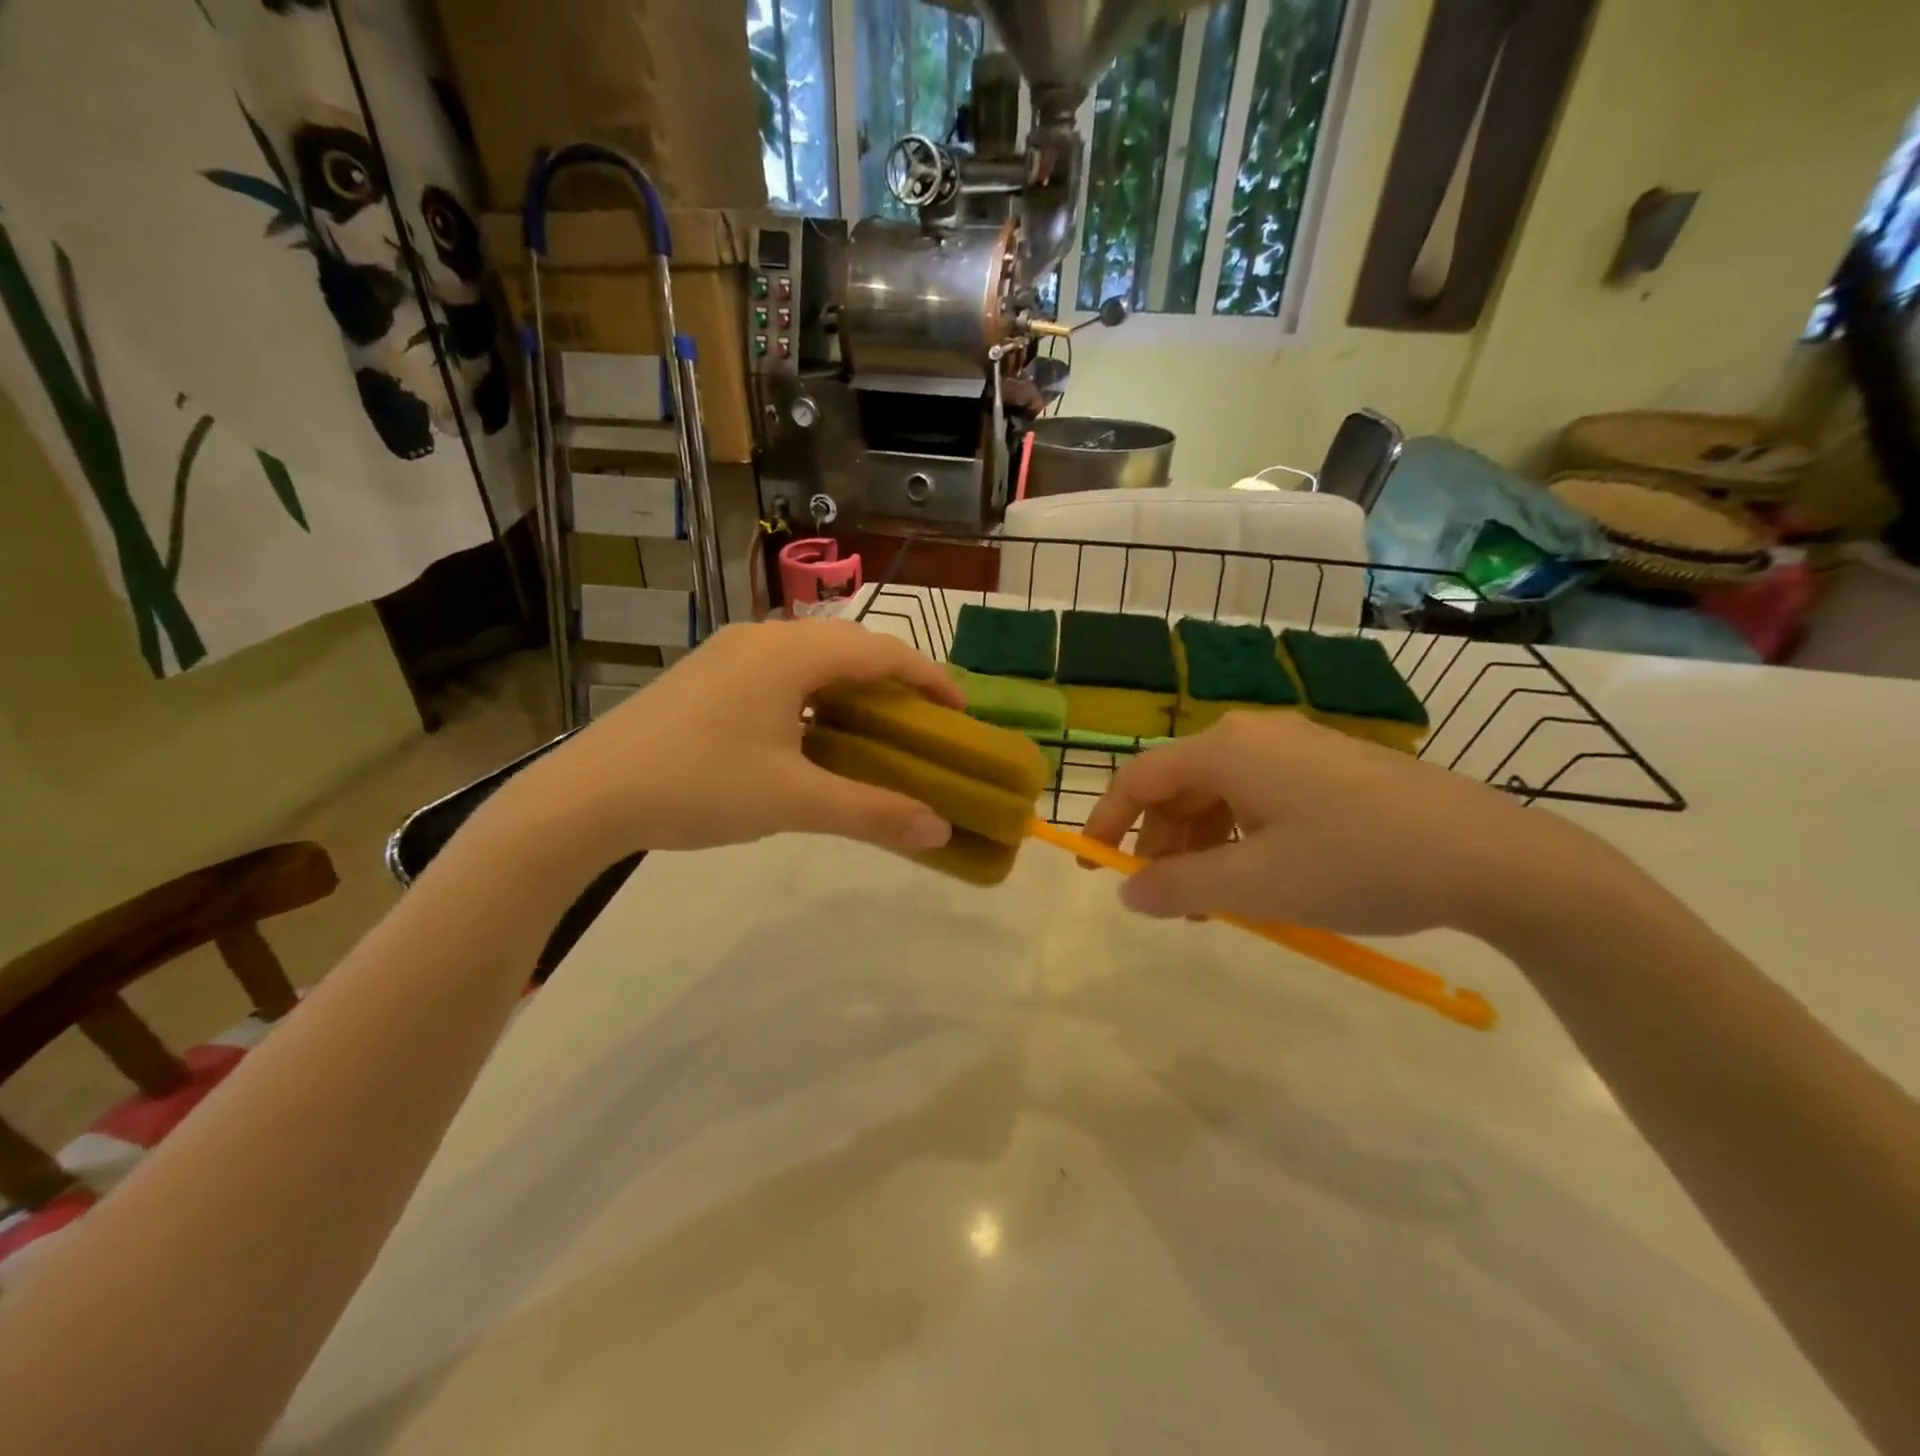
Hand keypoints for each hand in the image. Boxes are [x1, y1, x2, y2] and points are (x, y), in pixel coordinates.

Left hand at [514, 619, 962, 856]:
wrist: (586, 796)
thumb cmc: (698, 786)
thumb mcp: (794, 801)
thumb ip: (873, 813)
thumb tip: (940, 832)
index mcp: (788, 654)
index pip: (879, 650)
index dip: (927, 676)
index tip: (958, 710)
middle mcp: (759, 640)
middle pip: (846, 647)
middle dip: (891, 680)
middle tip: (920, 722)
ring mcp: (726, 655)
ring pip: (808, 659)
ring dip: (849, 687)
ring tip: (872, 728)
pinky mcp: (703, 677)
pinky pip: (777, 673)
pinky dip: (812, 696)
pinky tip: (810, 735)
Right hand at [1081, 711, 1594, 938]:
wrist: (1489, 856)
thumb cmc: (1356, 864)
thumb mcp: (1255, 885)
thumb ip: (1178, 886)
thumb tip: (1126, 892)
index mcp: (1226, 750)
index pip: (1141, 777)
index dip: (1106, 820)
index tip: (1090, 863)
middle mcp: (1254, 735)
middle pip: (1180, 786)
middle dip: (1161, 844)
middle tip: (1165, 900)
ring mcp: (1297, 747)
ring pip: (1221, 794)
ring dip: (1202, 846)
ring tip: (1215, 902)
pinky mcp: (1331, 766)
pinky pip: (1260, 796)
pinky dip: (1241, 836)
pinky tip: (1261, 876)